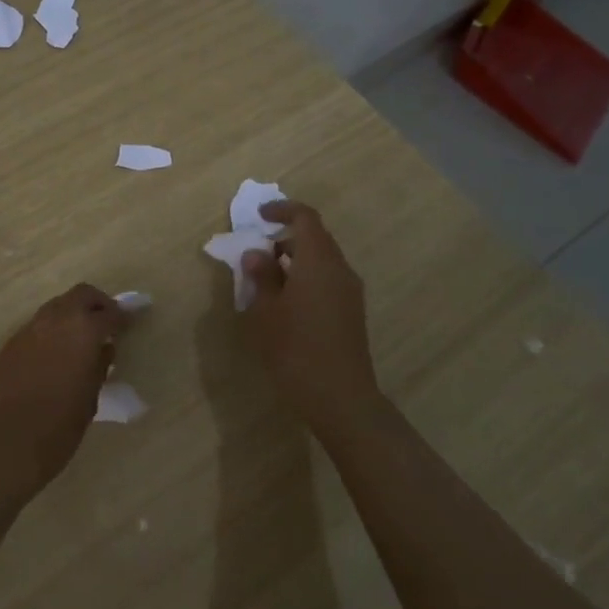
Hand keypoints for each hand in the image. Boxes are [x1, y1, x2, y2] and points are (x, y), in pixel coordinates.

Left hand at [0, 283, 130, 496]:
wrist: (2, 441)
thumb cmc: (57, 427)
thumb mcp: (89, 399)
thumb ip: (98, 367)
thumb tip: (103, 349)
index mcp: (83, 330)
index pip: (109, 314)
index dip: (122, 318)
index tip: (128, 324)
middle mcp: (55, 319)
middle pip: (81, 295)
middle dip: (97, 304)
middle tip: (106, 323)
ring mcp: (29, 329)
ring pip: (56, 306)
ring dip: (71, 314)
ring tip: (80, 340)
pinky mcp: (10, 343)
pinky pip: (37, 326)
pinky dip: (52, 331)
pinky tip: (54, 355)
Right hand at [240, 202, 379, 438]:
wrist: (341, 398)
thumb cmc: (296, 349)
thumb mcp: (266, 311)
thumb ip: (261, 277)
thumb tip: (257, 254)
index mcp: (318, 261)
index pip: (305, 218)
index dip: (282, 210)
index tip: (260, 216)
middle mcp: (339, 269)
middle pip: (316, 238)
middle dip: (286, 237)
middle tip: (257, 250)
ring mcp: (350, 292)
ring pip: (322, 260)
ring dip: (296, 259)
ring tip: (267, 277)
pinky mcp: (352, 312)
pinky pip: (328, 279)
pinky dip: (306, 276)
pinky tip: (286, 300)